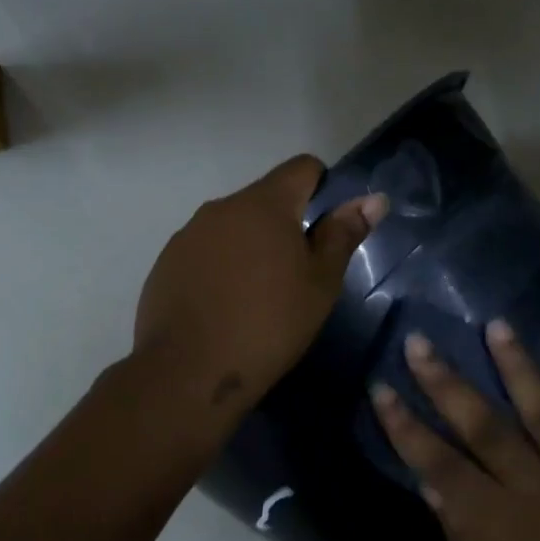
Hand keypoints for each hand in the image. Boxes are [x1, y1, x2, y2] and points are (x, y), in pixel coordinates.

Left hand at [134, 155, 386, 420]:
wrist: (189, 372)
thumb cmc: (269, 325)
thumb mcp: (320, 283)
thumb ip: (343, 234)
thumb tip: (373, 199)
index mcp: (264, 204)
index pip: (302, 168)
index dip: (323, 188)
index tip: (328, 229)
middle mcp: (221, 207)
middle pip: (265, 199)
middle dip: (286, 225)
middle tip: (297, 275)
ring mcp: (188, 234)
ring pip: (232, 227)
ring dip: (251, 246)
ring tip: (257, 296)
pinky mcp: (166, 263)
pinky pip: (204, 251)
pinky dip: (220, 267)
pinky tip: (223, 307)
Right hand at [370, 322, 539, 540]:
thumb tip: (434, 486)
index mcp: (501, 526)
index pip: (439, 464)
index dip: (406, 426)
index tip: (381, 388)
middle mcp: (539, 491)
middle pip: (484, 425)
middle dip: (446, 381)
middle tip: (420, 341)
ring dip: (516, 366)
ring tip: (496, 325)